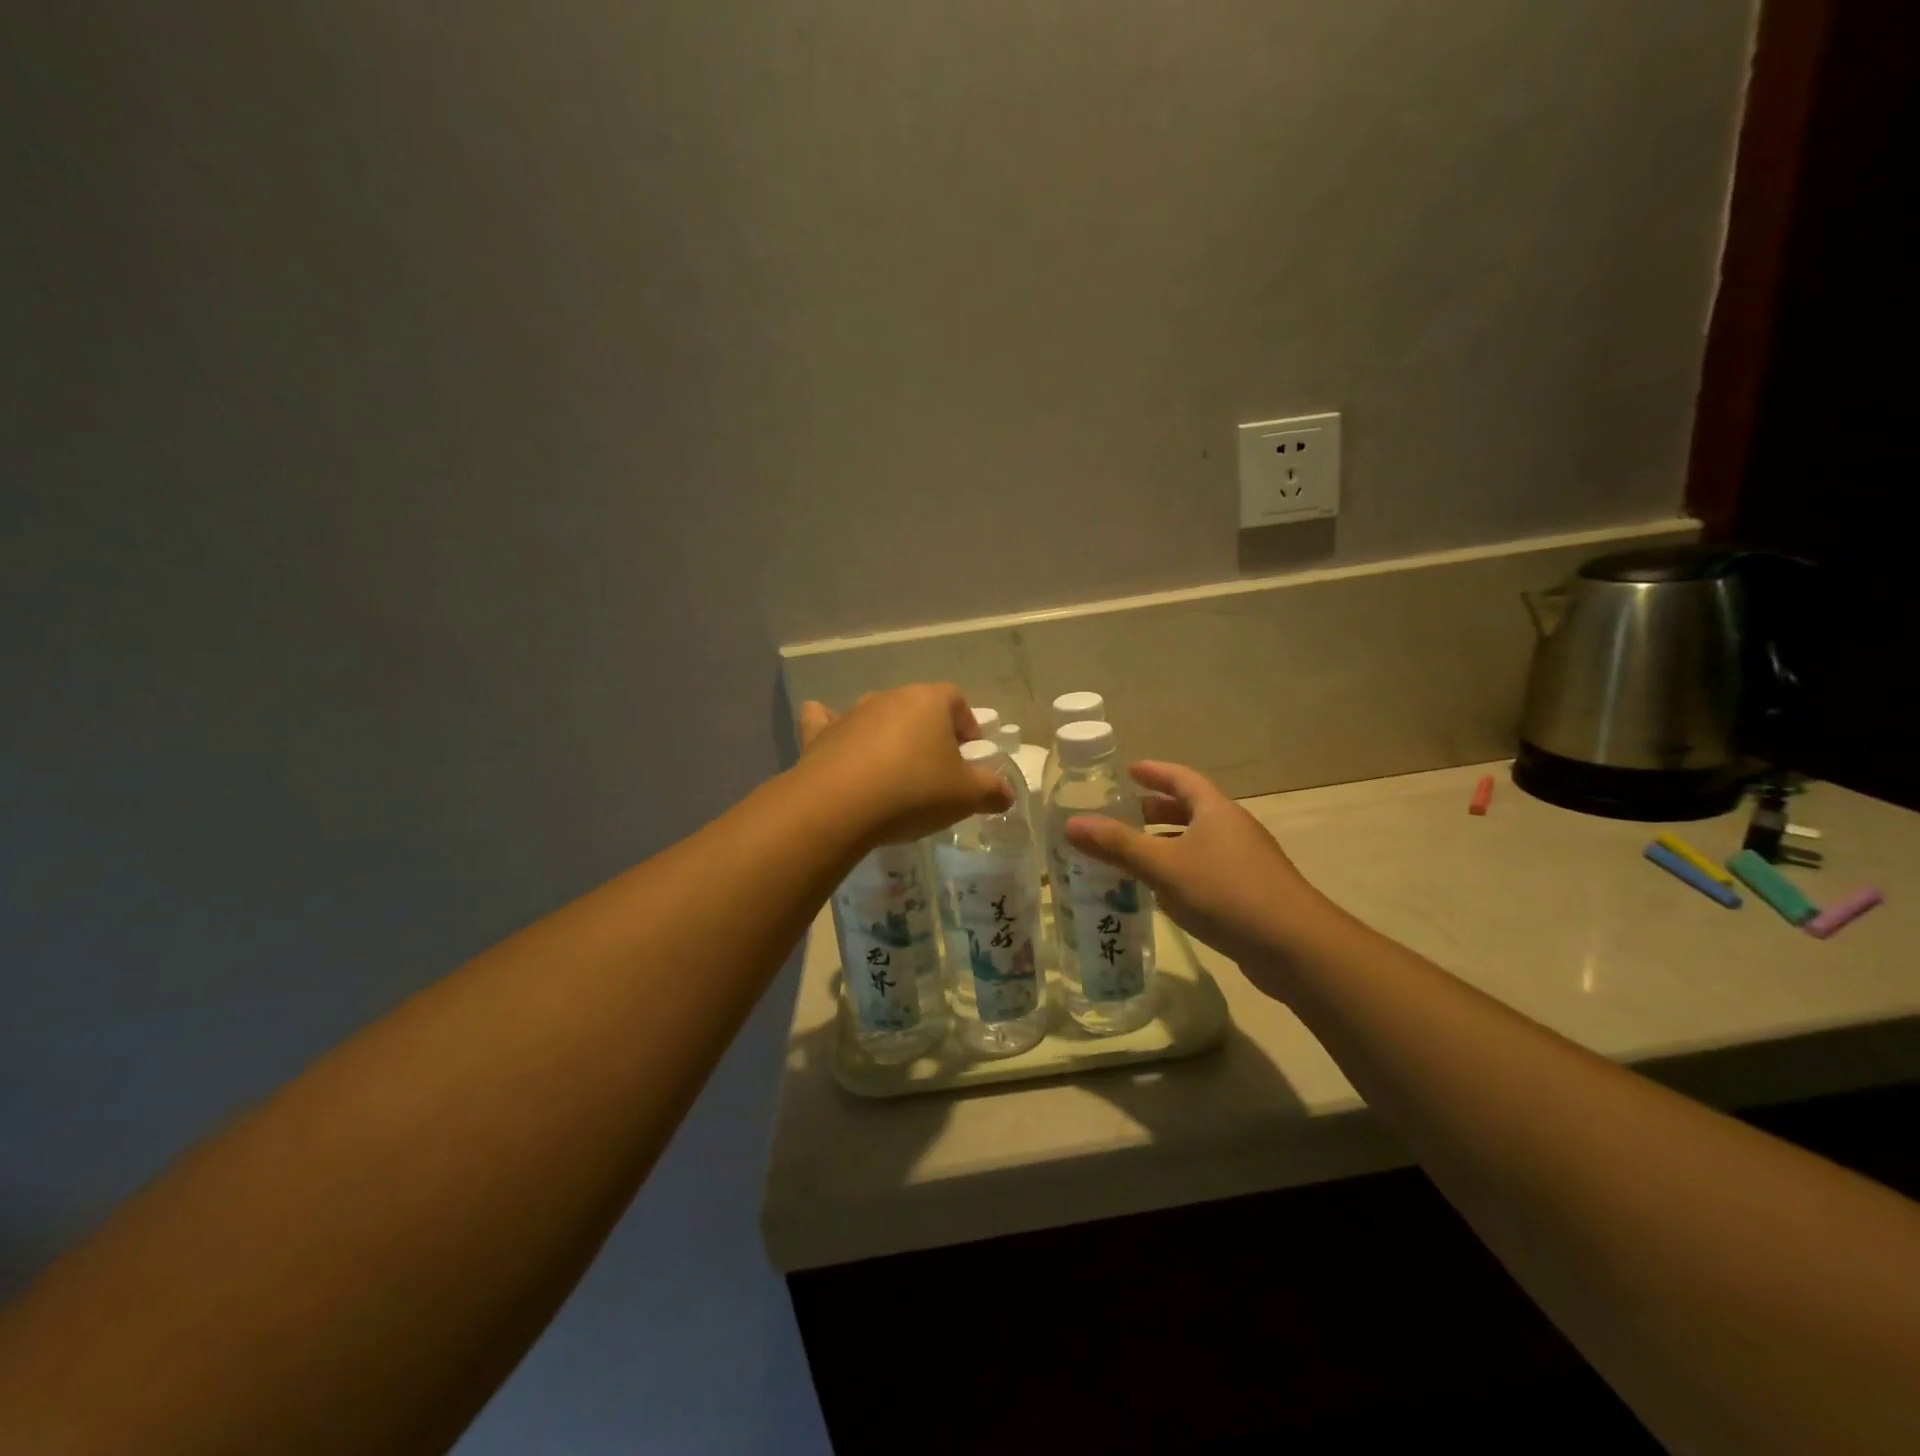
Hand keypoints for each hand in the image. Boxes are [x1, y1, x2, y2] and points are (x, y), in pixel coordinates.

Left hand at [797, 684, 1013, 846]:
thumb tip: (1006, 794)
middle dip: (928, 734)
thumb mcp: (965, 796)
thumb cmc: (913, 792)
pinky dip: (831, 729)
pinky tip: (833, 742)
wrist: (838, 806)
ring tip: (893, 774)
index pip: (956, 701)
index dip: (966, 726)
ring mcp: (851, 713)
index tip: (969, 757)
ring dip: (887, 737)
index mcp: (929, 701)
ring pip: (876, 716)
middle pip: (917, 708)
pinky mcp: (818, 734)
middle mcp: (890, 697)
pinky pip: (826, 722)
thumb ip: (992, 791)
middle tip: (935, 771)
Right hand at [1064, 761, 1331, 985]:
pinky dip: (1180, 871)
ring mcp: (1245, 861)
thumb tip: (1072, 824)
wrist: (1295, 947)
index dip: (1154, 772)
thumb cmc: (1226, 892)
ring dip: (1166, 843)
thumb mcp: (1164, 866)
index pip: (1181, 778)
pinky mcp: (1250, 893)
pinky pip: (1206, 870)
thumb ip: (1118, 846)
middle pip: (1190, 809)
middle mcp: (1232, 828)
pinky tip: (1162, 893)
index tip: (1128, 771)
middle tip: (1122, 815)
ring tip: (1133, 854)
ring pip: (1197, 842)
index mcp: (1215, 811)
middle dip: (1155, 810)